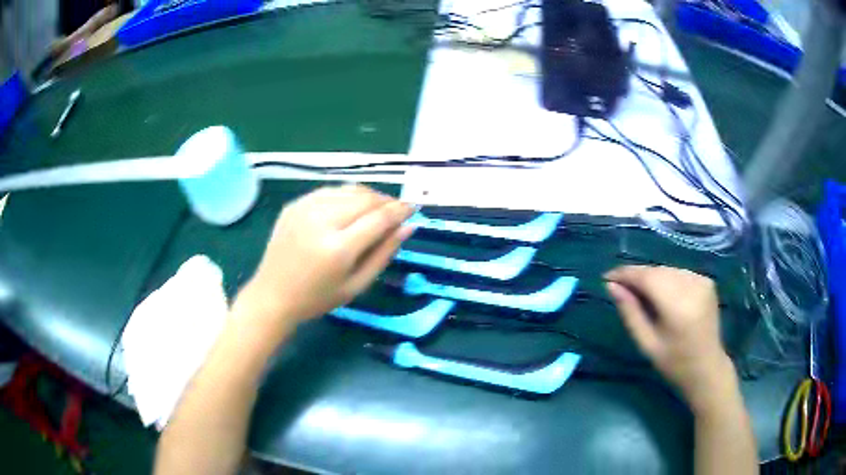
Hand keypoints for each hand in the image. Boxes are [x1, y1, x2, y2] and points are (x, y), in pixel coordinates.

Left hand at [238, 185, 413, 335]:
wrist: (273, 295)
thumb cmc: (317, 298)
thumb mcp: (356, 285)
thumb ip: (384, 254)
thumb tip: (409, 227)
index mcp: (338, 248)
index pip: (379, 218)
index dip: (400, 210)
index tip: (414, 207)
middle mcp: (321, 220)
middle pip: (365, 198)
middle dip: (386, 201)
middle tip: (396, 211)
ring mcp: (305, 208)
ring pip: (348, 189)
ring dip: (368, 196)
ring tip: (376, 209)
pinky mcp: (294, 204)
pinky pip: (329, 191)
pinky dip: (346, 195)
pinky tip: (349, 207)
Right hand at [604, 266, 733, 409]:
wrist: (707, 367)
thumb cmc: (674, 363)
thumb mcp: (647, 343)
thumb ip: (630, 312)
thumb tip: (611, 286)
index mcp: (678, 306)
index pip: (647, 277)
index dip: (625, 274)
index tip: (607, 277)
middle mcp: (692, 286)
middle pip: (657, 271)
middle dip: (637, 275)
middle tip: (619, 286)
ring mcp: (702, 281)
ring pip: (668, 270)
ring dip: (651, 276)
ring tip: (638, 290)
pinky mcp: (707, 281)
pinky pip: (679, 273)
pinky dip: (666, 279)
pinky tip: (661, 293)